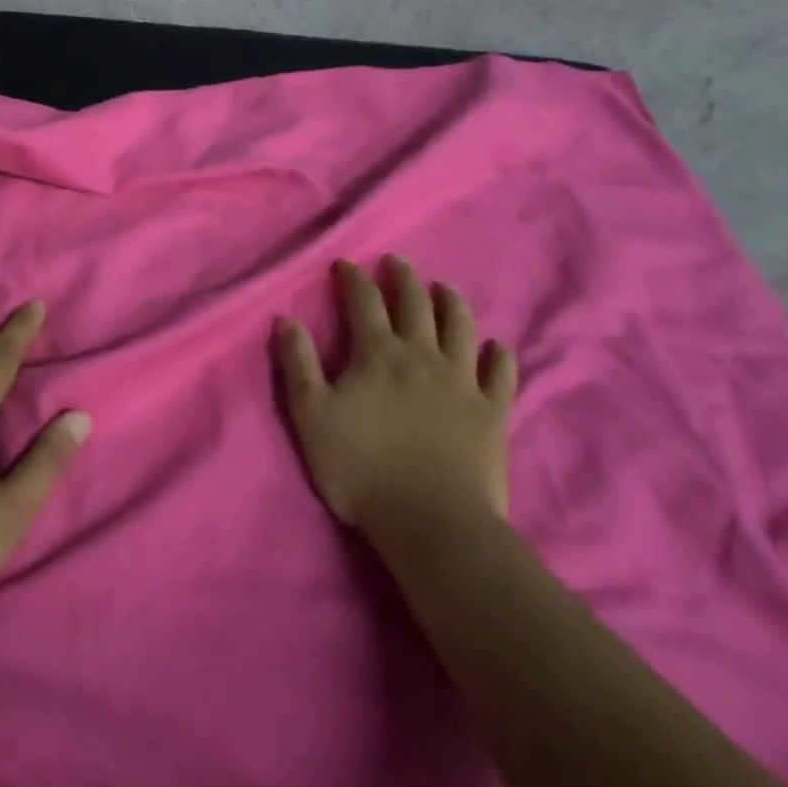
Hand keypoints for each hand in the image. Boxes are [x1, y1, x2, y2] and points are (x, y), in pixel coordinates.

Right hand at [276, 257, 516, 540]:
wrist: (433, 523)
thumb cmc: (362, 469)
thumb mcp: (311, 416)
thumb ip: (298, 364)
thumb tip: (286, 319)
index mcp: (378, 353)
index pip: (364, 301)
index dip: (353, 279)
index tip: (346, 264)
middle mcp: (422, 355)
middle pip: (416, 303)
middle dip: (403, 278)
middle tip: (396, 263)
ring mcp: (462, 381)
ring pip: (460, 327)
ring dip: (451, 302)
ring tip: (444, 288)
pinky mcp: (493, 412)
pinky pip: (501, 375)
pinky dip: (499, 356)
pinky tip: (497, 347)